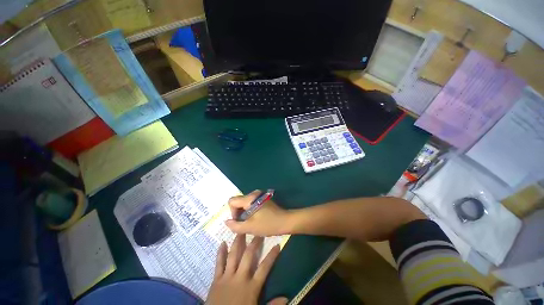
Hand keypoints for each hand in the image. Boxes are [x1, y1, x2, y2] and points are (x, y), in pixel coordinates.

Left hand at [206, 234, 287, 304]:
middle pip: (248, 256)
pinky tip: (222, 243)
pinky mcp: (216, 279)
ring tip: (241, 230)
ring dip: (237, 242)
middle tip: (258, 231)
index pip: (264, 267)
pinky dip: (220, 253)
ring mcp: (227, 277)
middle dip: (254, 242)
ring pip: (233, 255)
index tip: (277, 245)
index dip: (272, 256)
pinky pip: (219, 264)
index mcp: (251, 287)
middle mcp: (240, 278)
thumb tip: (287, 298)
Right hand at [226, 190, 290, 236]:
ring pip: (245, 203)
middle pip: (238, 201)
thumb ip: (235, 225)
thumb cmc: (267, 224)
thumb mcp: (250, 227)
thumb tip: (227, 222)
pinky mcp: (263, 199)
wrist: (285, 221)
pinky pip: (251, 203)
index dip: (232, 212)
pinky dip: (250, 211)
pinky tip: (256, 218)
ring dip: (244, 213)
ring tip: (250, 222)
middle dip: (238, 213)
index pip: (232, 201)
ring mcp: (259, 195)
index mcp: (249, 198)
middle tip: (244, 224)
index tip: (239, 221)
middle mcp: (253, 193)